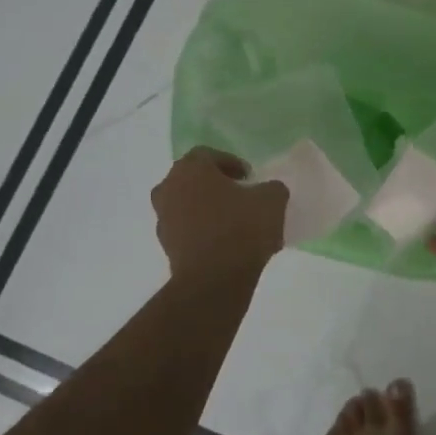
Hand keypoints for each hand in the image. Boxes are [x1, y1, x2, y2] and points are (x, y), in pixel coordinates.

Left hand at [152, 147, 287, 281]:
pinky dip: (203, 231)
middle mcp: (169, 188)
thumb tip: (268, 190)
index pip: (208, 155)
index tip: (250, 177)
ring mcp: (163, 219)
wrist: (214, 279)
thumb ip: (271, 188)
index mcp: (190, 169)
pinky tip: (227, 244)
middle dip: (216, 185)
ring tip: (236, 223)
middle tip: (241, 196)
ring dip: (208, 209)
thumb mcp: (272, 200)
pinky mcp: (166, 247)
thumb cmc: (241, 228)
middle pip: (193, 179)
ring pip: (187, 205)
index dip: (231, 163)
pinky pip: (187, 230)